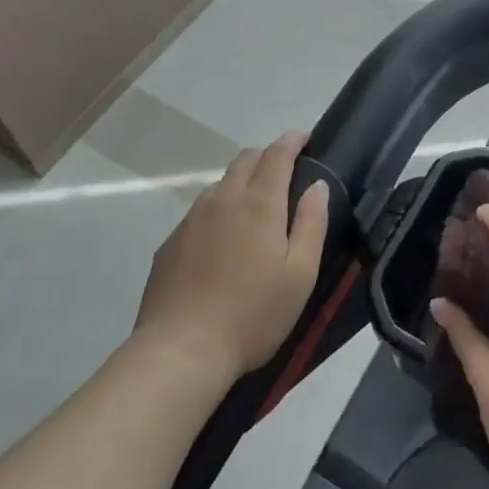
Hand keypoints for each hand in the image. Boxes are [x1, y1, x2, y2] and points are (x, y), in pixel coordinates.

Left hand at [133, 132, 327, 382]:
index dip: (292, 141)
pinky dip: (219, 209)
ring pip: (220, 183)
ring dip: (242, 182)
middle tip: (285, 172)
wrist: (180, 352)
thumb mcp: (300, 274)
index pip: (277, 154)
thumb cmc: (252, 314)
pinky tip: (223, 241)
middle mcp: (222, 199)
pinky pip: (200, 211)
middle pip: (245, 159)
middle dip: (267, 156)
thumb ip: (312, 223)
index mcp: (258, 203)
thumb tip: (318, 185)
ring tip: (255, 207)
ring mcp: (191, 219)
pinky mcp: (171, 243)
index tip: (304, 137)